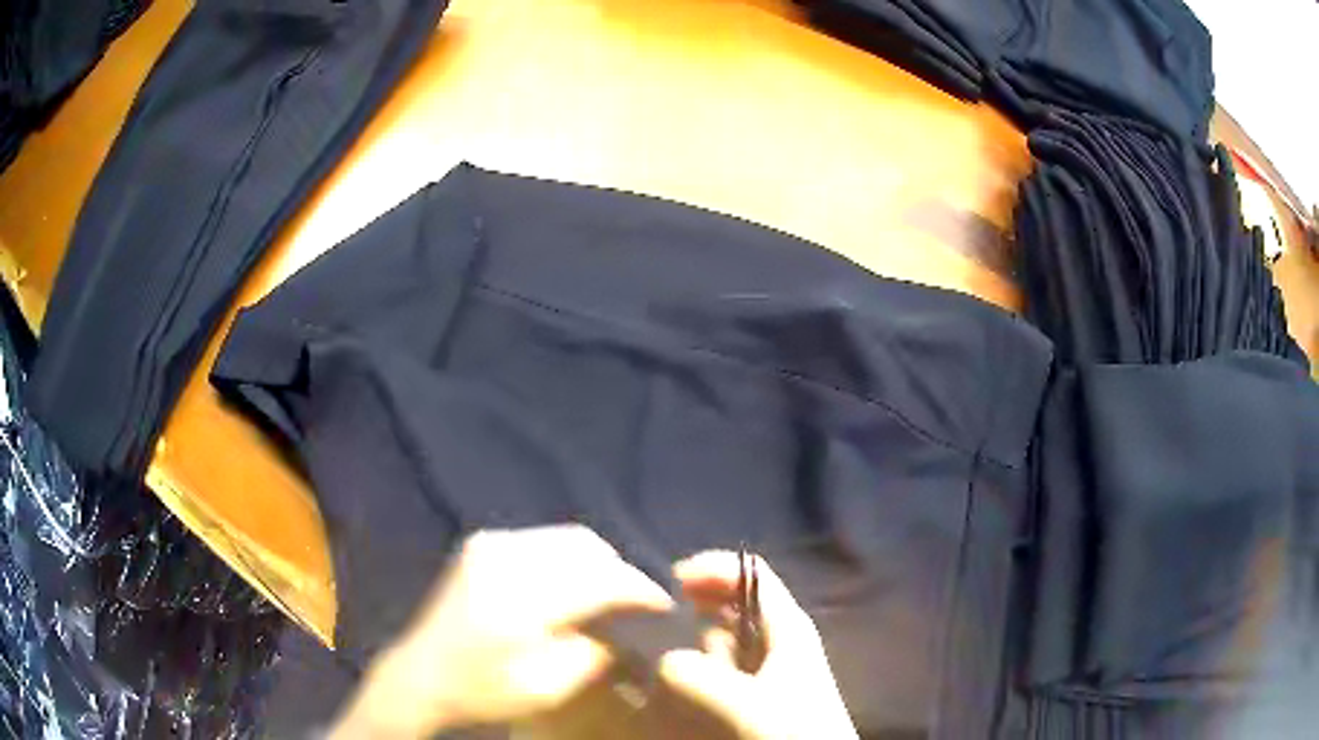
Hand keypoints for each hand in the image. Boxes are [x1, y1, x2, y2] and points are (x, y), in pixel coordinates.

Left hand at [330, 525, 672, 737]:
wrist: (420, 676)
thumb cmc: (482, 691)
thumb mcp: (547, 688)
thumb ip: (595, 653)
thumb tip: (627, 626)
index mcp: (521, 600)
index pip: (601, 579)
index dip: (640, 590)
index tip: (664, 605)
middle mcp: (505, 558)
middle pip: (586, 547)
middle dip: (619, 572)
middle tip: (634, 603)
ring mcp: (489, 544)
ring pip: (566, 538)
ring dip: (594, 564)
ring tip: (606, 595)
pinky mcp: (481, 544)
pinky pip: (541, 540)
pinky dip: (565, 559)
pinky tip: (568, 587)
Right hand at [659, 551, 857, 739]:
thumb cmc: (791, 732)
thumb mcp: (743, 703)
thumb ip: (693, 677)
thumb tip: (664, 664)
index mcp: (787, 626)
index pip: (751, 574)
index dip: (712, 568)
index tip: (671, 582)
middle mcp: (777, 643)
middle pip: (731, 608)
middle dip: (694, 611)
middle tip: (659, 625)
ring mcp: (765, 673)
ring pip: (720, 645)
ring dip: (690, 649)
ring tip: (663, 663)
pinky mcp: (753, 701)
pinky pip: (717, 677)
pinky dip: (697, 677)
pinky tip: (679, 692)